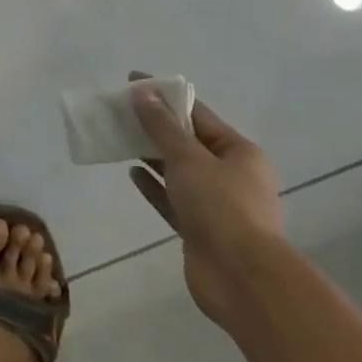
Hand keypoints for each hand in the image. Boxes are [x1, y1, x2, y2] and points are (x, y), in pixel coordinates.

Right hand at [126, 72, 282, 331]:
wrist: (241, 279)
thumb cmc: (221, 207)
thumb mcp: (189, 159)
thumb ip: (162, 127)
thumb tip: (142, 93)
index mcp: (239, 152)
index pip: (197, 114)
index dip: (165, 97)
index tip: (133, 83)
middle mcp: (231, 175)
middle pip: (188, 143)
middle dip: (155, 127)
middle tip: (120, 112)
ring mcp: (216, 205)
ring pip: (178, 172)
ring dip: (152, 156)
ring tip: (120, 138)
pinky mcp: (199, 230)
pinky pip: (172, 200)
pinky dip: (154, 186)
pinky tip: (132, 174)